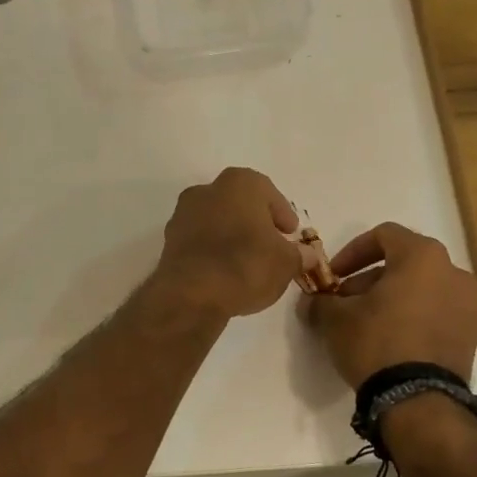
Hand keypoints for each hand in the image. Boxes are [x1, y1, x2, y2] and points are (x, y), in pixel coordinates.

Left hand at [153, 168, 303, 320]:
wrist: (192, 293)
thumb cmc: (246, 264)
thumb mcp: (286, 262)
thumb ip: (299, 255)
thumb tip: (306, 255)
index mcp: (239, 183)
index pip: (268, 192)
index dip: (282, 214)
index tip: (290, 233)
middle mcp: (207, 190)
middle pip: (239, 204)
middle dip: (255, 223)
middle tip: (270, 246)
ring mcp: (183, 214)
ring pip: (216, 221)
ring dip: (232, 237)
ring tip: (248, 263)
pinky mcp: (169, 241)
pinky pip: (200, 241)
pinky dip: (212, 251)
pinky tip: (224, 272)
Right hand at [303, 222, 476, 385]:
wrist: (418, 400)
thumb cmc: (376, 343)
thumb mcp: (335, 319)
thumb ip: (321, 301)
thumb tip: (313, 302)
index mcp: (423, 256)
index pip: (384, 235)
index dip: (352, 252)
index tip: (333, 276)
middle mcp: (454, 272)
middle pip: (405, 263)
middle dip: (371, 279)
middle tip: (346, 303)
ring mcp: (469, 305)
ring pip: (423, 289)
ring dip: (394, 298)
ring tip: (368, 324)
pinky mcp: (473, 335)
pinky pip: (438, 313)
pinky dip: (415, 317)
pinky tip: (392, 341)